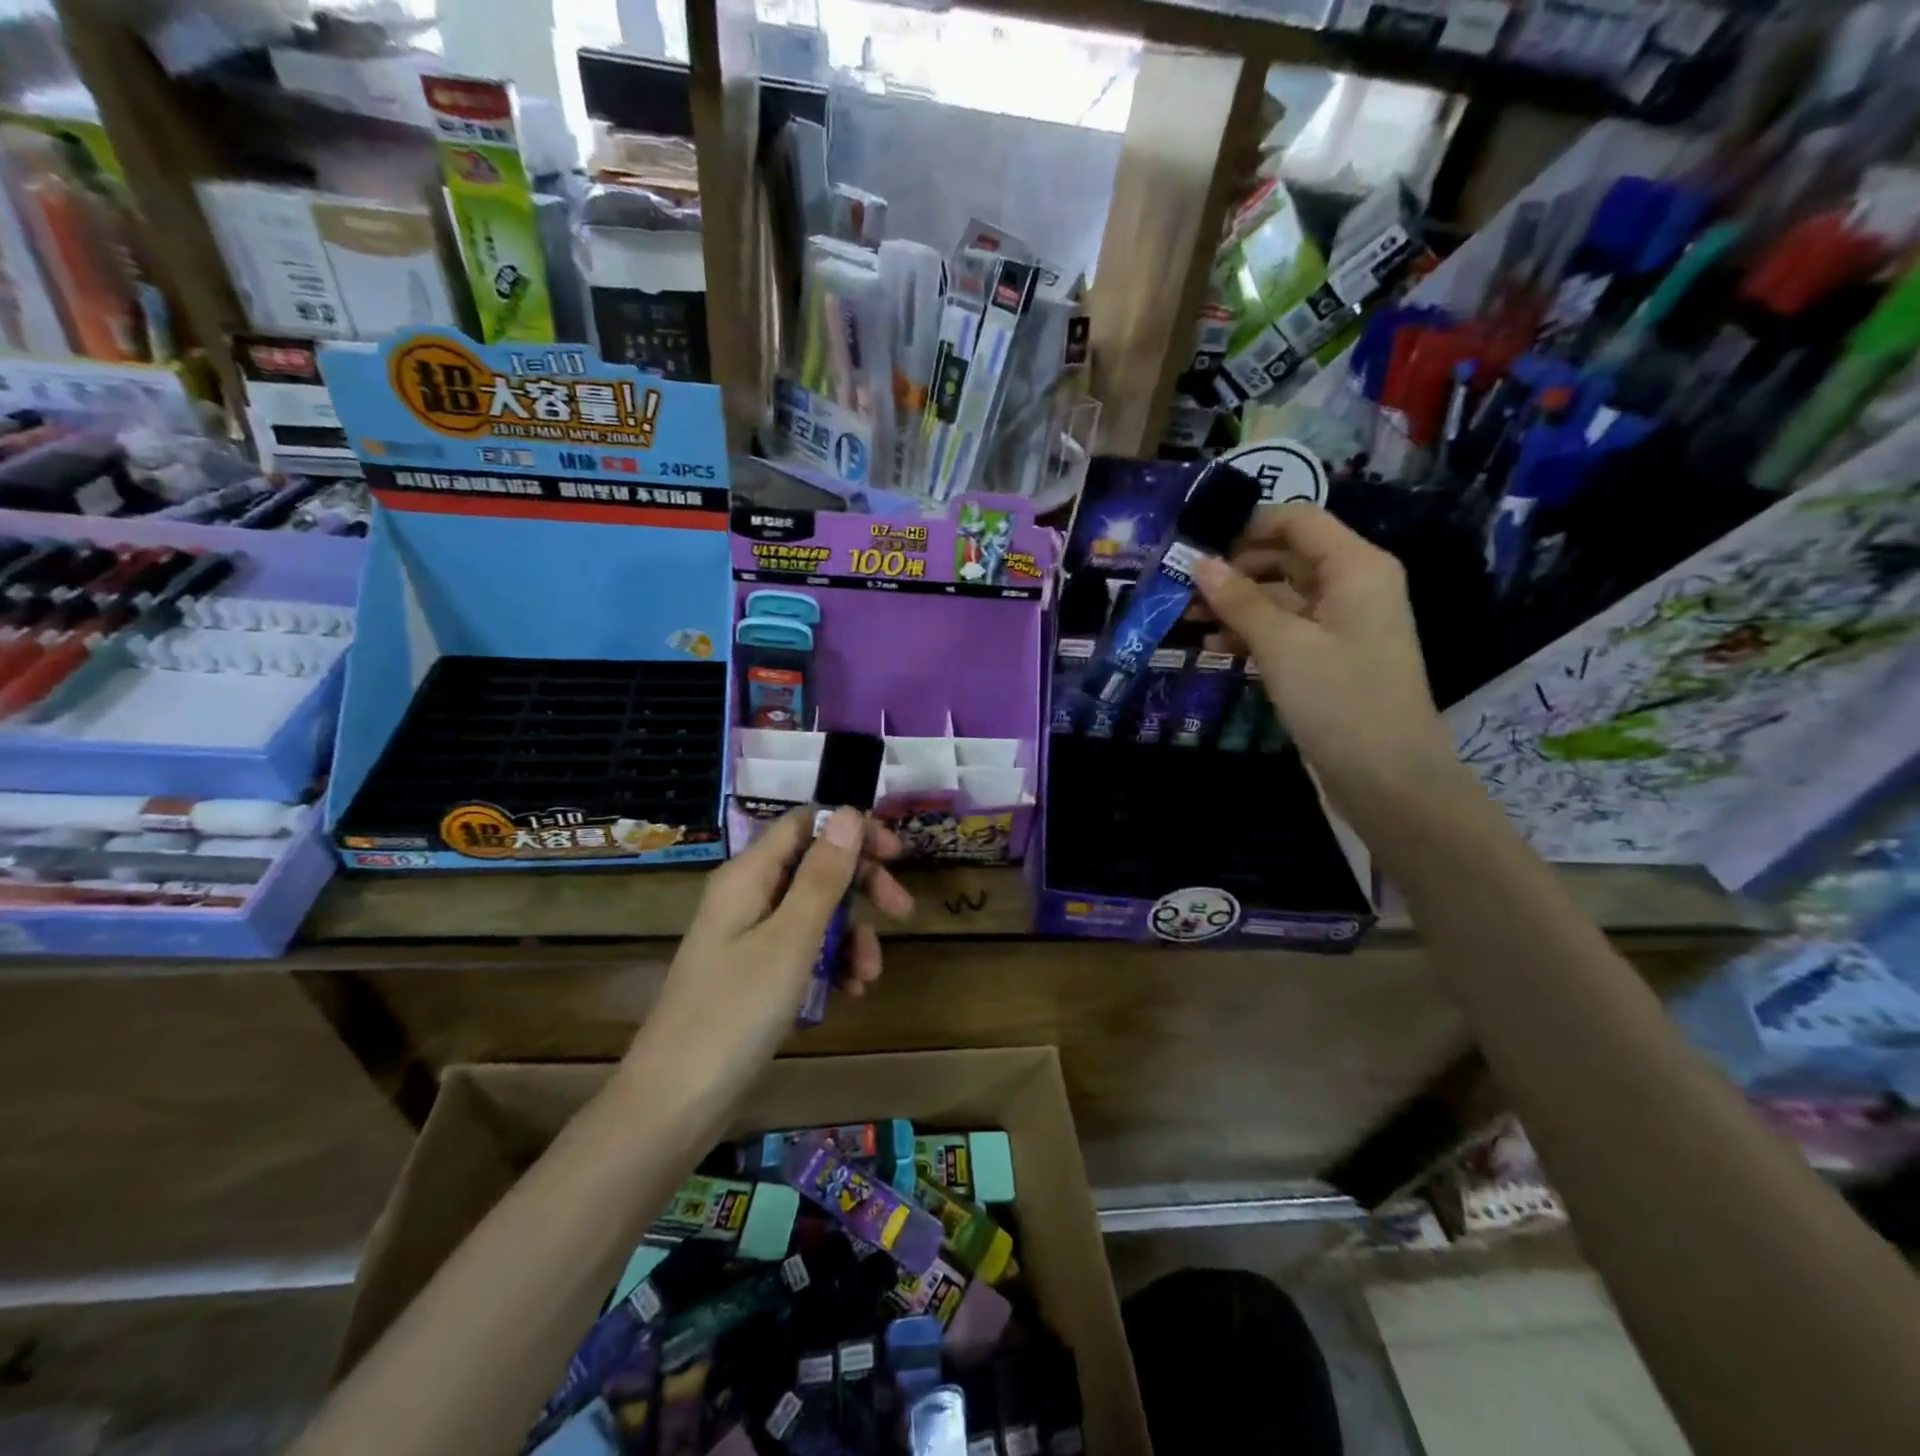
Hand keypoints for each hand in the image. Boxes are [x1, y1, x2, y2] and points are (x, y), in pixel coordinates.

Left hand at [638, 808, 913, 1074]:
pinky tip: (849, 992)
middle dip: (861, 886)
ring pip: (815, 913)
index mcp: (748, 876)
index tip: (895, 853)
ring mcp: (749, 937)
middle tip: (902, 910)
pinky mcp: (754, 973)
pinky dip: (830, 963)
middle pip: (815, 867)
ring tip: (869, 976)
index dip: (851, 829)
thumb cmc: (736, 1012)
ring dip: (850, 935)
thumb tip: (848, 812)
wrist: (676, 1102)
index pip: (804, 824)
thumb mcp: (791, 940)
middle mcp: (747, 896)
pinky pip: (802, 950)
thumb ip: (822, 876)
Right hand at [1192, 503, 1457, 817]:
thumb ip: (1240, 601)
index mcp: (1356, 567)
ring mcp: (1343, 623)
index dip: (1247, 524)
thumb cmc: (1339, 700)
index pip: (1298, 520)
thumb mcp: (1283, 646)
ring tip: (1187, 618)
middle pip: (1287, 556)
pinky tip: (1214, 648)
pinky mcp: (1330, 657)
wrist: (1388, 778)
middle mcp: (1353, 585)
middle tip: (1182, 586)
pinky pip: (1287, 629)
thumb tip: (1200, 563)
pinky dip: (1253, 632)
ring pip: (1282, 596)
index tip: (1196, 542)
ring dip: (1237, 603)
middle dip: (1235, 568)